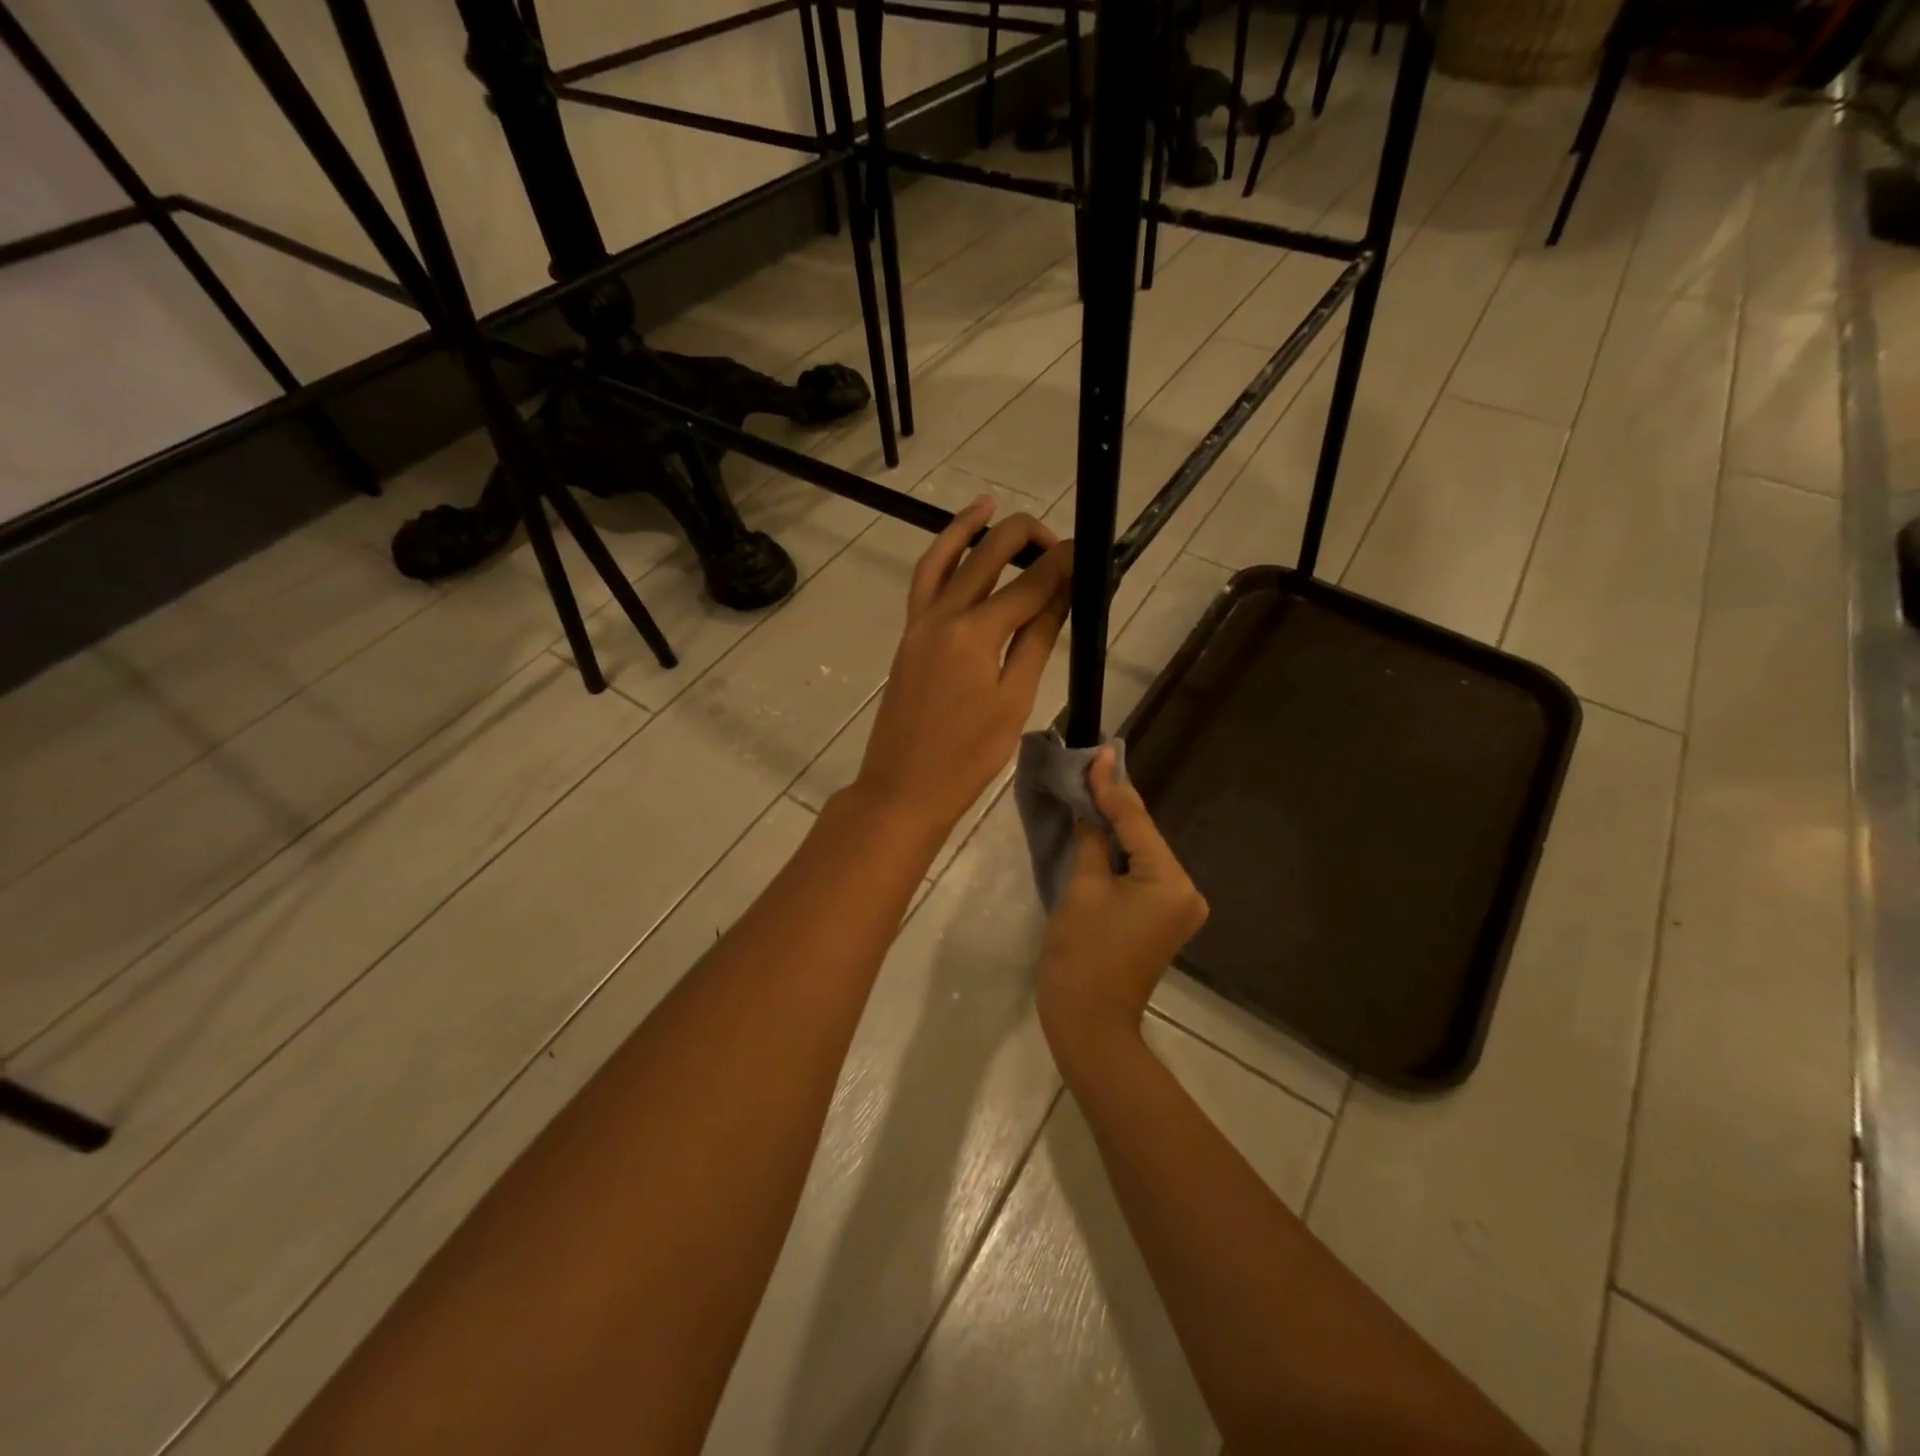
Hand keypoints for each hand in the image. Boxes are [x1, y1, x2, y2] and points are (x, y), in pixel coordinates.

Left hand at [853, 498, 1073, 836]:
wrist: (903, 788)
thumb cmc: (968, 757)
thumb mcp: (1014, 700)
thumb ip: (1037, 639)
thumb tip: (1064, 590)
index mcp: (976, 633)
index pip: (1030, 583)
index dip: (1063, 563)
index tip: (1089, 550)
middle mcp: (944, 614)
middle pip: (988, 556)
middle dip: (1025, 537)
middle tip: (1058, 541)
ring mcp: (919, 622)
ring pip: (945, 558)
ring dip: (970, 528)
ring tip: (992, 504)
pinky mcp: (908, 635)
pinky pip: (924, 583)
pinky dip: (942, 557)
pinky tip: (959, 550)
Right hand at [1036, 748, 1208, 1054]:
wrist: (1088, 1023)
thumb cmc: (1081, 954)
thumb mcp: (1082, 888)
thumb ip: (1091, 839)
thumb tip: (1089, 806)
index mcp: (1171, 882)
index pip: (1136, 823)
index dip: (1112, 787)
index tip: (1098, 753)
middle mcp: (1187, 891)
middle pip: (1145, 837)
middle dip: (1116, 805)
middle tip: (1092, 767)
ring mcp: (1179, 908)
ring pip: (1143, 855)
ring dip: (1117, 829)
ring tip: (1093, 790)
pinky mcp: (1164, 920)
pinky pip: (1143, 875)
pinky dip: (1121, 855)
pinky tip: (1102, 831)